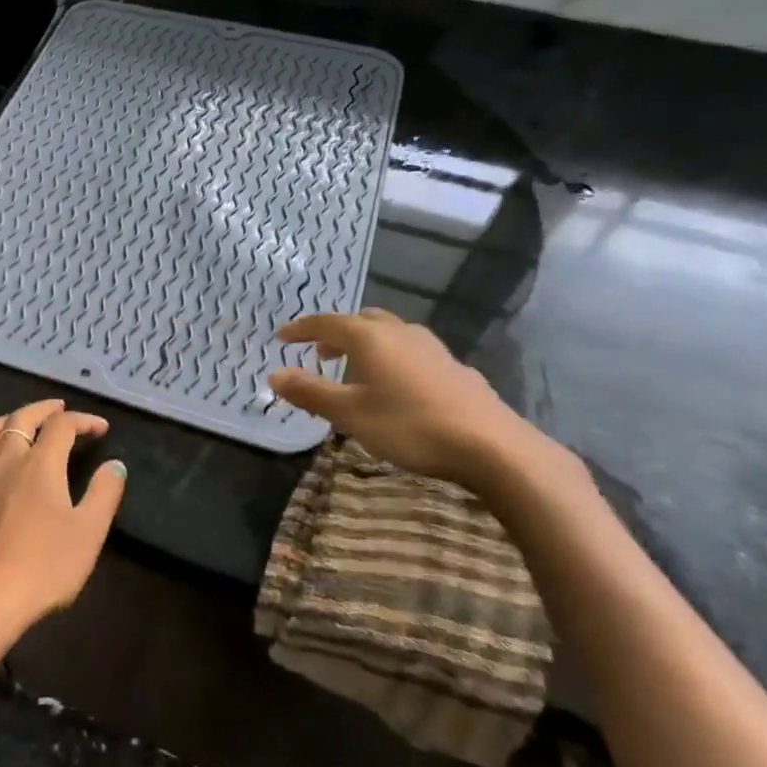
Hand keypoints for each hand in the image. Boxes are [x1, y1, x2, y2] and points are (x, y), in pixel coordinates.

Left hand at [0, 400, 126, 637]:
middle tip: (58, 408)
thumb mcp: (89, 532)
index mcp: (40, 465)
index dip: (83, 420)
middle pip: (19, 420)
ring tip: (15, 424)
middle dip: (41, 409)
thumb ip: (104, 494)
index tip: (100, 428)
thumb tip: (115, 464)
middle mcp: (5, 463)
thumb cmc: (45, 567)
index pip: (62, 426)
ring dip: (2, 422)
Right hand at [269, 309, 550, 492]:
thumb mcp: (349, 413)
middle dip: (336, 333)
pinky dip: (392, 359)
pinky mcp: (455, 369)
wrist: (491, 446)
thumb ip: (310, 392)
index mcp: (370, 338)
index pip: (326, 323)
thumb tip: (274, 374)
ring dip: (367, 344)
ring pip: (391, 334)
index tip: (281, 337)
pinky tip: (397, 386)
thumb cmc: (409, 426)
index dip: (301, 329)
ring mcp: (432, 349)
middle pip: (362, 321)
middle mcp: (400, 333)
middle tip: (320, 352)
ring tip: (356, 368)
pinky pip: (412, 352)